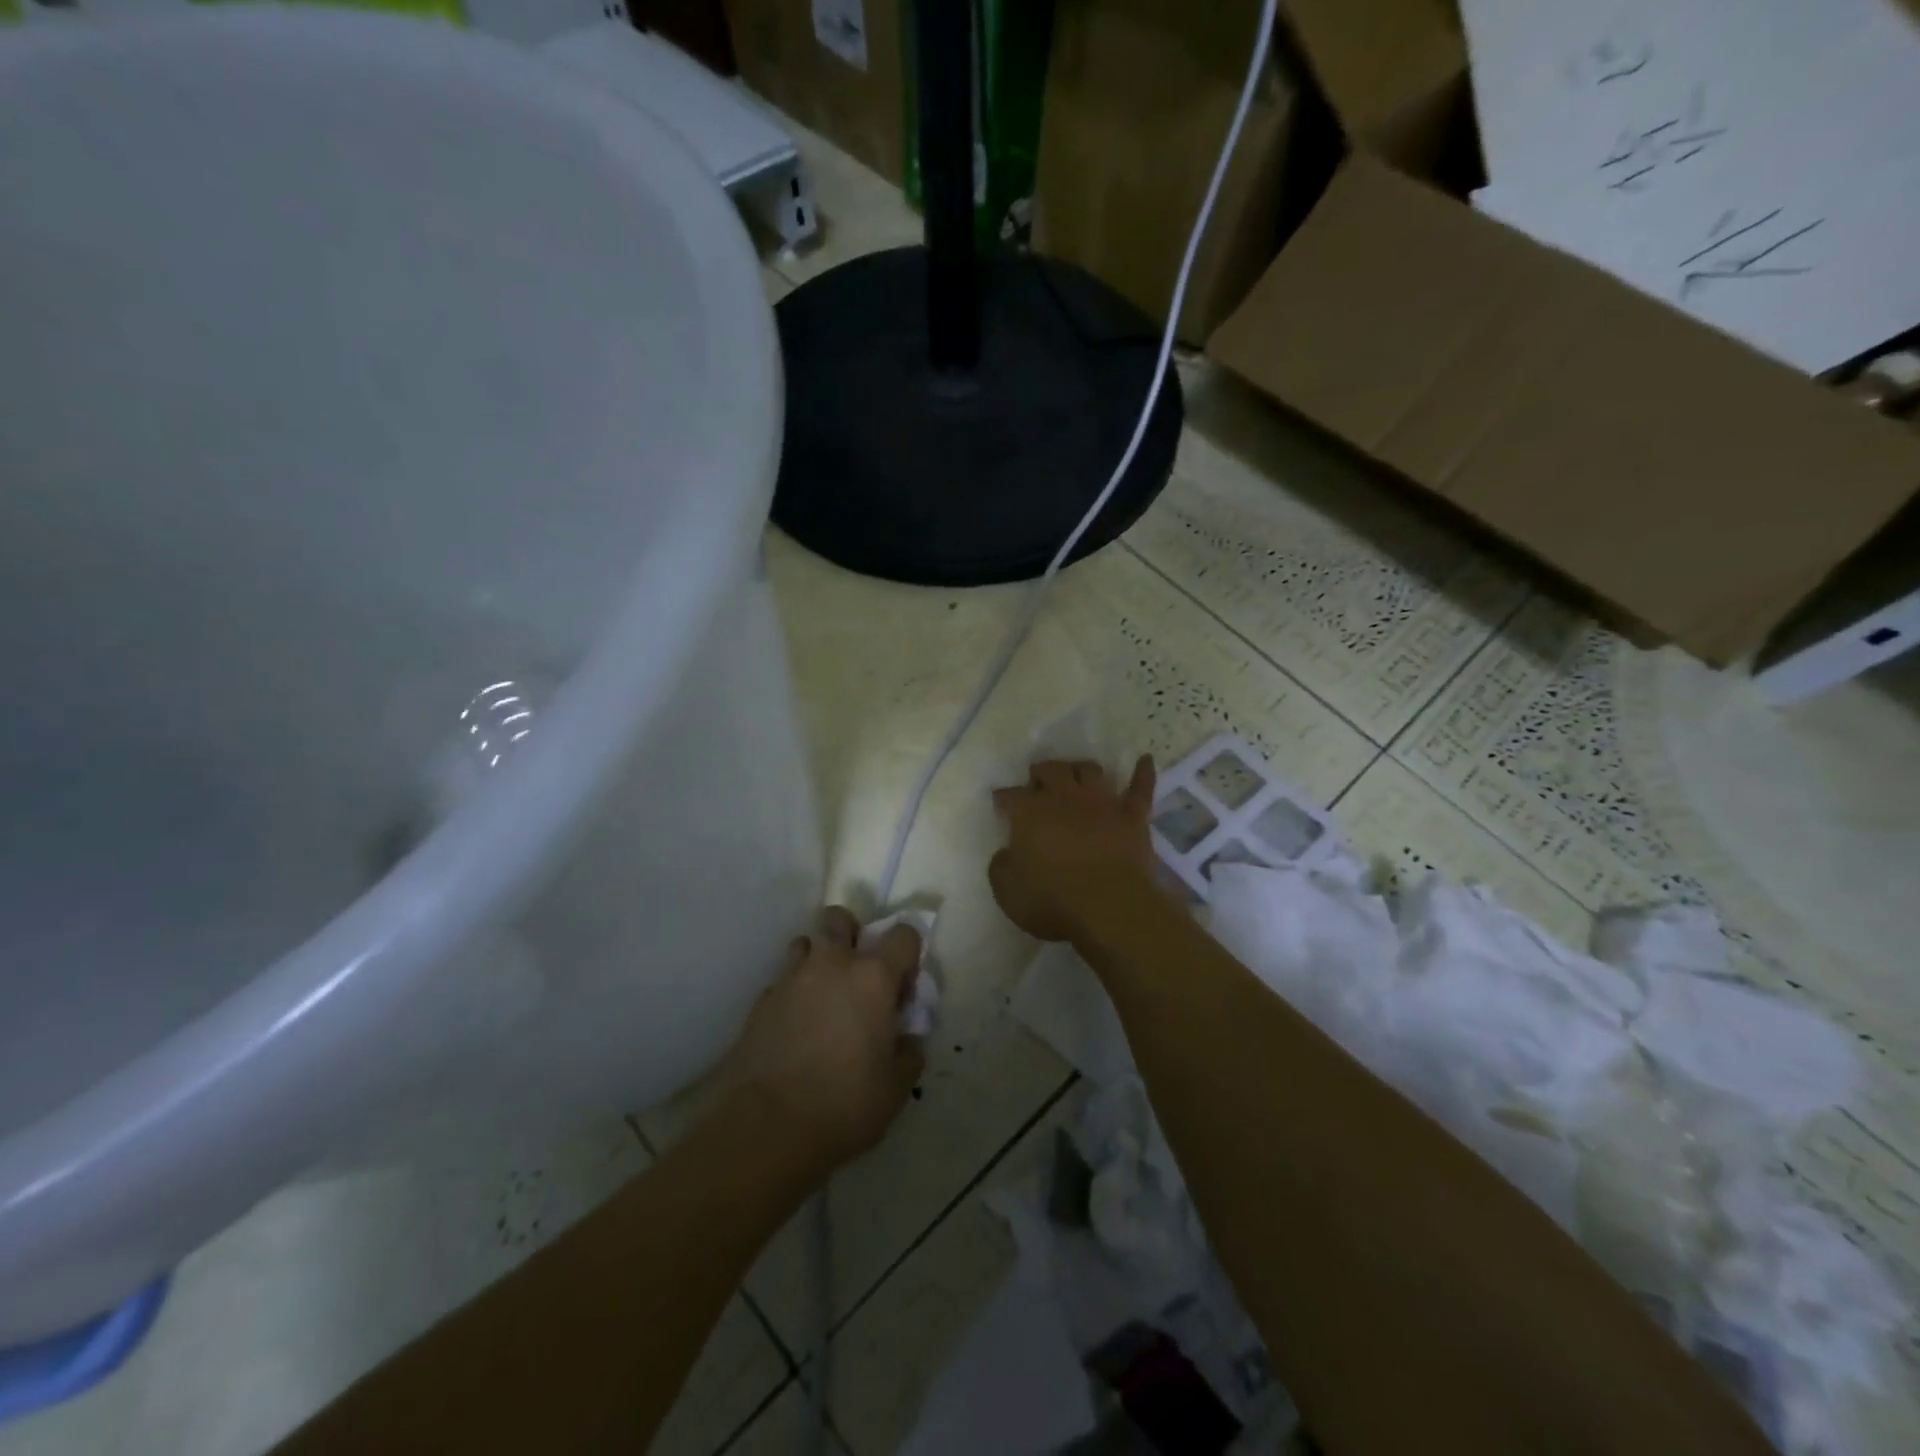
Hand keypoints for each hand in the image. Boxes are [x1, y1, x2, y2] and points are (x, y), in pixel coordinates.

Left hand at [717, 907, 924, 1180]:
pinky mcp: (760, 1001)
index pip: (903, 935)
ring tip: (823, 998)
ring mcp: (791, 978)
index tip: (903, 988)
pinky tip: (795, 1029)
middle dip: (851, 934)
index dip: (908, 955)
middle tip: (857, 974)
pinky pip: (782, 981)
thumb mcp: (896, 1087)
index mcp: (873, 977)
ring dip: (818, 960)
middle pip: (840, 918)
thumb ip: (908, 1052)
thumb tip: (906, 1038)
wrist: (767, 1128)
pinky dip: (793, 994)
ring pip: (805, 943)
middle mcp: (832, 964)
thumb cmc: (844, 1105)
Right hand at [990, 756, 1159, 941]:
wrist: (1111, 908)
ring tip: (1076, 774)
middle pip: (1051, 770)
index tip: (1000, 803)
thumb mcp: (1008, 892)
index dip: (1003, 798)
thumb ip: (1001, 867)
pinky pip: (1140, 787)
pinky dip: (1143, 772)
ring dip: (1080, 769)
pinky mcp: (1133, 816)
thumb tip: (1005, 854)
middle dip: (1041, 772)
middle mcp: (1064, 797)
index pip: (1010, 795)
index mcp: (1029, 812)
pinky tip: (1146, 760)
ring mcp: (1102, 803)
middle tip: (1038, 781)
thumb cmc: (1053, 902)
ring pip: (1090, 771)